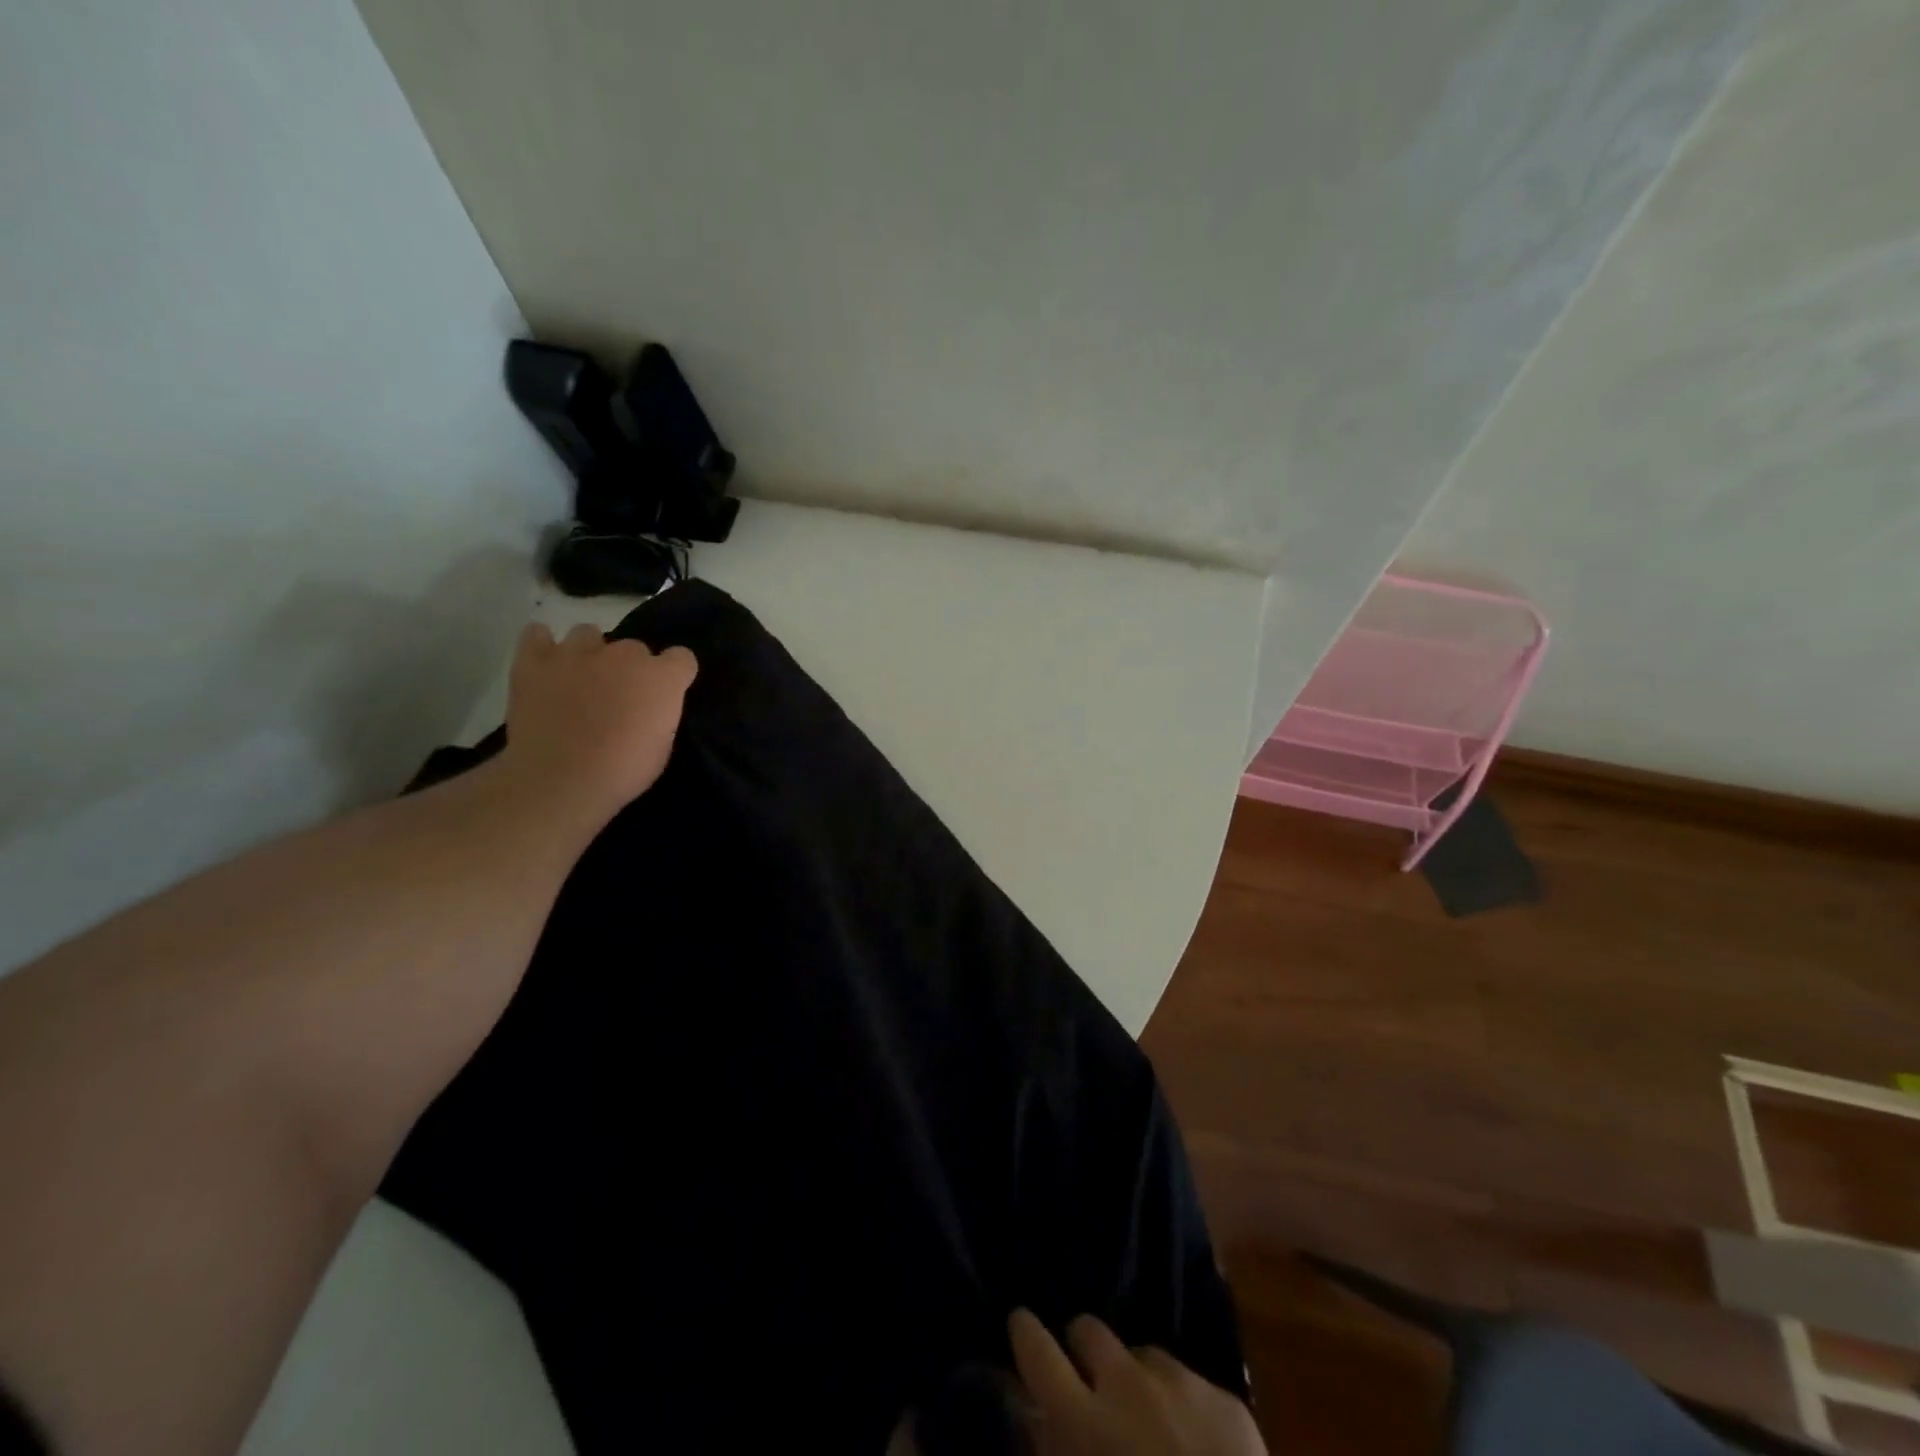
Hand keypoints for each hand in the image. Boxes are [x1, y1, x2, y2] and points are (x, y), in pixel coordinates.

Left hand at [500, 622, 697, 823]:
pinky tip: (545, 664)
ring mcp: (577, 653)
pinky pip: (537, 634)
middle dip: (630, 669)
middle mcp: (624, 655)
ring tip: (580, 679)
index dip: (674, 675)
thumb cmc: (622, 771)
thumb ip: (659, 713)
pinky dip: (541, 644)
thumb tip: (648, 706)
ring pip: (588, 633)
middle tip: (617, 697)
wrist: (561, 781)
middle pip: (634, 647)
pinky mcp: (535, 660)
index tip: (664, 695)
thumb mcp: (662, 746)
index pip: (682, 657)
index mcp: (662, 677)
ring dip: (590, 653)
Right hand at [1008, 1310, 1264, 1455]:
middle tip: (1087, 1382)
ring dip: (1134, 1378)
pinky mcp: (1226, 1397)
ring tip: (1147, 1421)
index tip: (1020, 1324)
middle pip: (1088, 1328)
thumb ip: (1053, 1452)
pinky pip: (1189, 1382)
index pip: (1037, 1349)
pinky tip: (1193, 1443)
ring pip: (1141, 1353)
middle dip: (1082, 1349)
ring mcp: (1180, 1382)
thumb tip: (1037, 1418)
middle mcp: (1127, 1383)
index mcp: (1083, 1420)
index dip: (1025, 1332)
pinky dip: (1181, 1403)